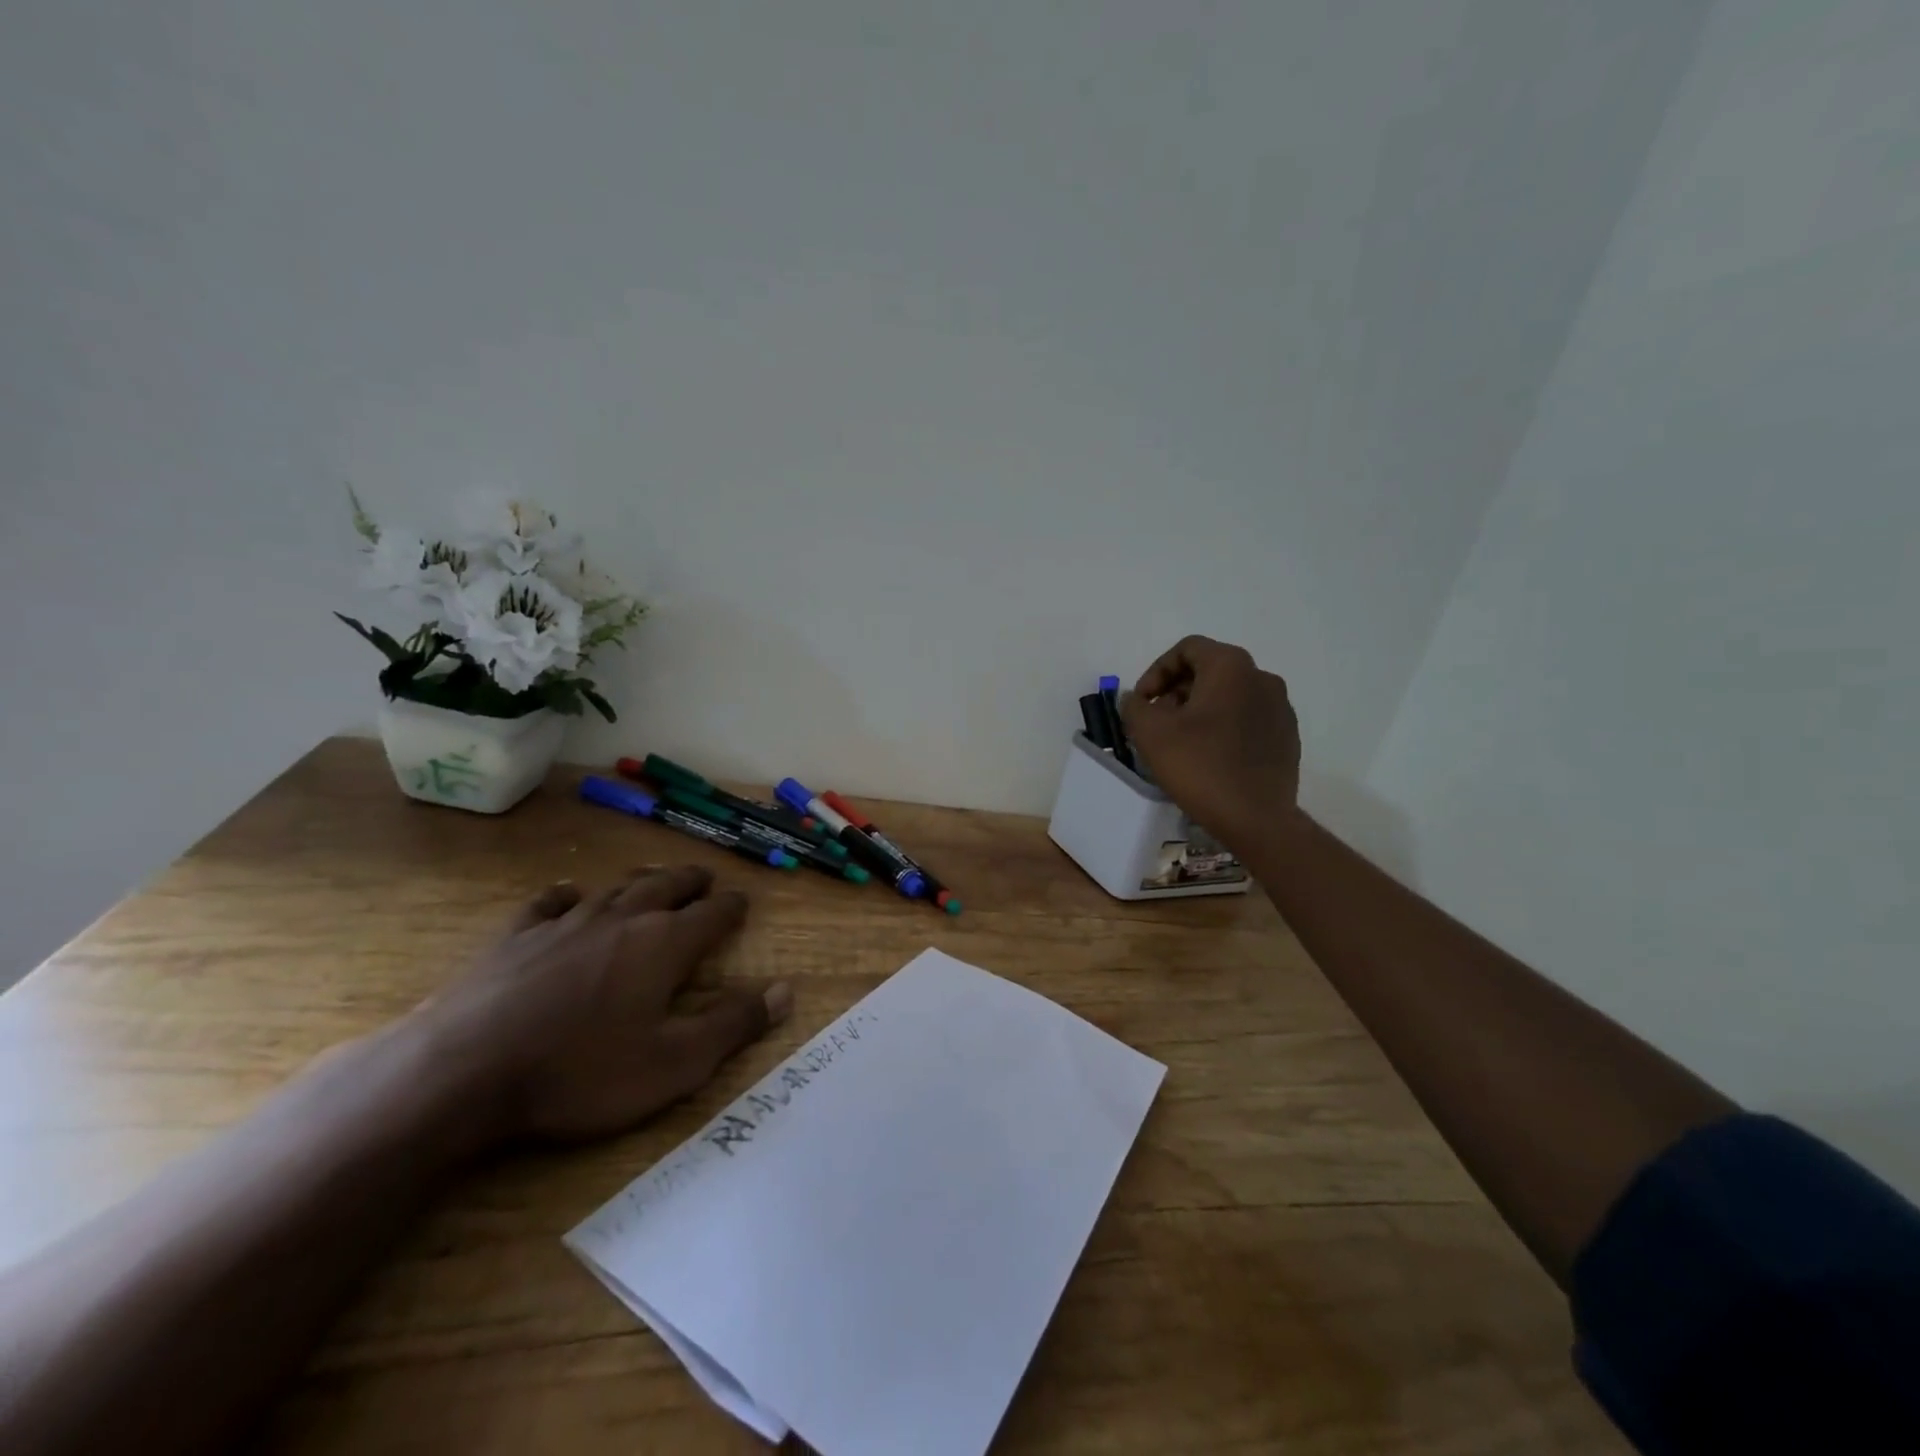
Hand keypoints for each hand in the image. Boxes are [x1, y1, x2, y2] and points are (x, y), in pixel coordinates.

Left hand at [413, 866, 791, 1146]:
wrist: (463, 1072)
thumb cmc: (581, 1072)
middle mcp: (621, 920)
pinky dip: (565, 896)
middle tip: (704, 879)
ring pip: (614, 889)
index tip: (743, 903)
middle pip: (666, 887)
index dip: (732, 908)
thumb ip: (734, 1024)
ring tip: (653, 880)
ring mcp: (565, 924)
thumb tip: (787, 991)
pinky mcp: (516, 937)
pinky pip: (548, 904)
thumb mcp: (674, 1064)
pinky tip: (567, 895)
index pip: (712, 914)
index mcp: (664, 945)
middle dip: (691, 882)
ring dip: (640, 882)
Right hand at [1120, 635, 1301, 855]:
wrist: (1256, 818)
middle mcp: (1262, 678)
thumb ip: (1134, 706)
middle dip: (1176, 691)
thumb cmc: (1200, 766)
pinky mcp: (1287, 737)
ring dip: (1199, 709)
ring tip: (1179, 741)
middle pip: (1210, 670)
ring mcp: (1280, 709)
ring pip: (1229, 696)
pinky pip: (1247, 719)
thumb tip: (1136, 699)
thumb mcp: (1150, 733)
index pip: (1188, 649)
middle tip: (1156, 721)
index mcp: (1231, 667)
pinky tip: (1208, 757)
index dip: (1157, 671)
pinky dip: (1223, 727)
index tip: (1142, 702)